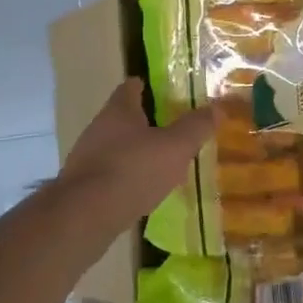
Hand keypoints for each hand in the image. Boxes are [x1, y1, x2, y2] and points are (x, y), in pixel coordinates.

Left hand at [61, 79, 213, 218]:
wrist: (86, 216)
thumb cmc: (134, 170)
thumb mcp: (175, 147)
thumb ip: (196, 127)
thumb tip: (218, 108)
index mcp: (119, 111)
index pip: (131, 87)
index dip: (147, 86)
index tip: (164, 91)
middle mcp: (98, 128)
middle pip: (124, 117)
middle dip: (147, 122)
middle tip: (173, 130)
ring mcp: (87, 157)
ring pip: (118, 147)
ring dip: (138, 152)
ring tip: (164, 163)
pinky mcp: (84, 186)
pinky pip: (112, 173)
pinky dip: (129, 177)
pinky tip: (145, 190)